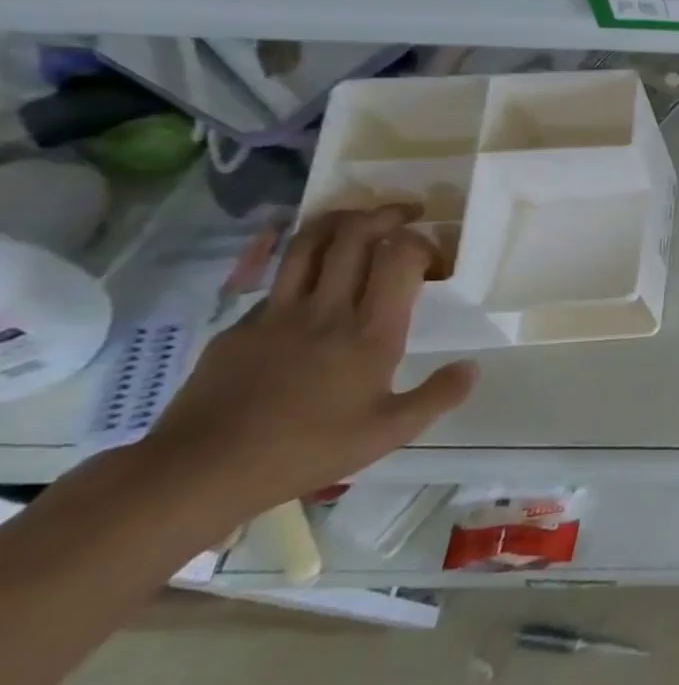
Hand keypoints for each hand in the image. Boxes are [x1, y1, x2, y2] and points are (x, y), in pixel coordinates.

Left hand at [142, 205, 477, 527]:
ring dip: (341, 220)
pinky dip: (306, 265)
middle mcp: (326, 310)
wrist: (200, 470)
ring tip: (363, 220)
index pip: (399, 257)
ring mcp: (277, 313)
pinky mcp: (242, 325)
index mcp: (370, 332)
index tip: (436, 260)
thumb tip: (472, 366)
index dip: (422, 244)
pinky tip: (317, 282)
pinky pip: (280, 279)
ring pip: (310, 243)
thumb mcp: (390, 432)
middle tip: (408, 214)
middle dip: (386, 214)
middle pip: (354, 235)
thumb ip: (439, 396)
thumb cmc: (307, 450)